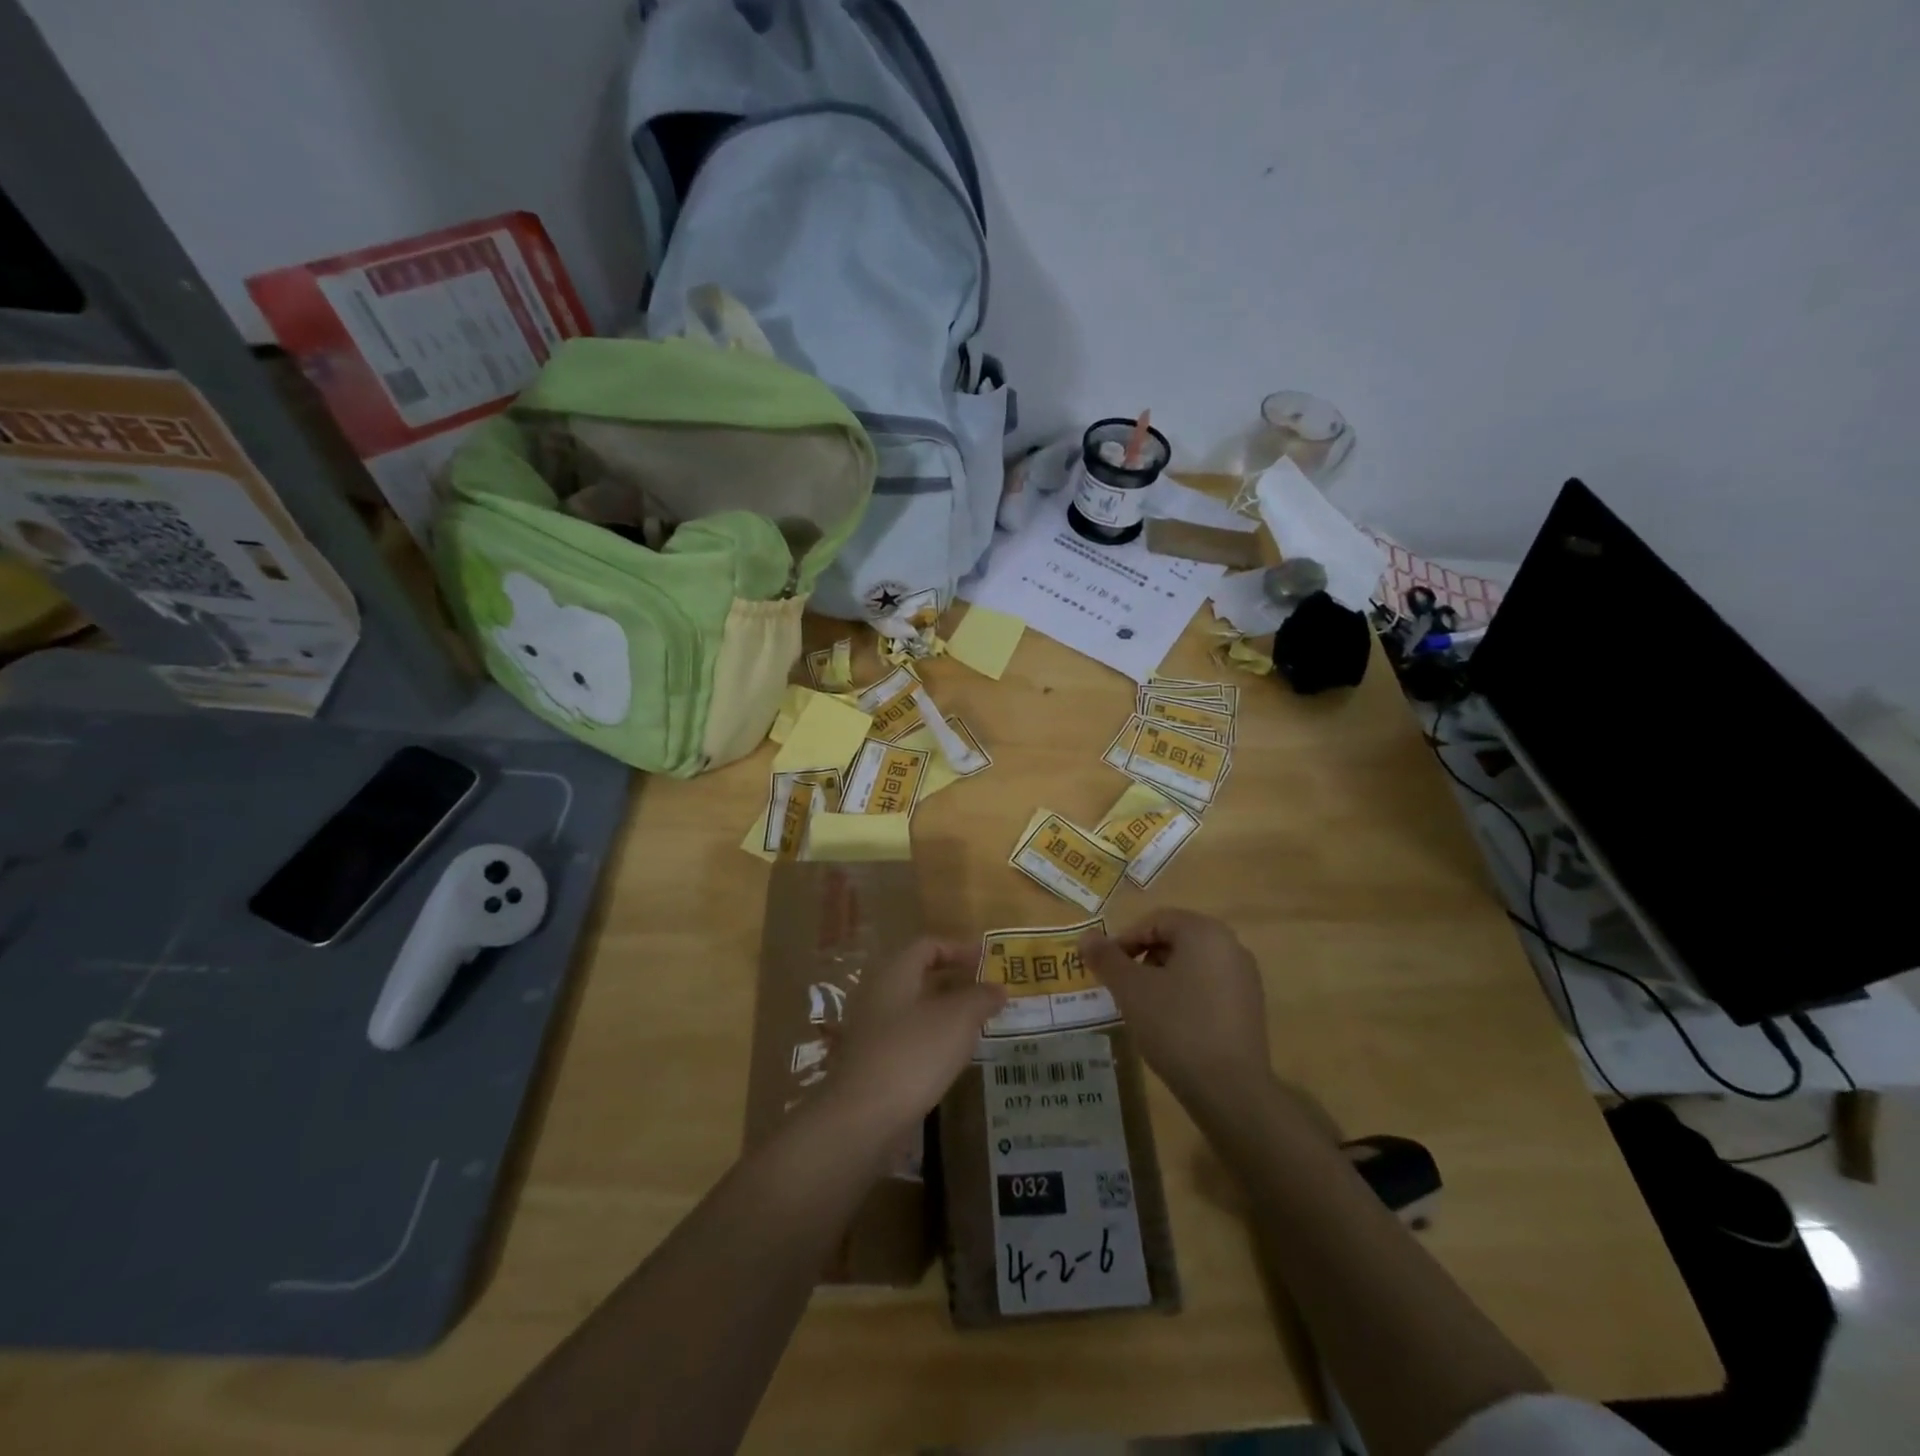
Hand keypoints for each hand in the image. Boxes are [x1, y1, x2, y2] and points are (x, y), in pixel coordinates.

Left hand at [816, 937, 1005, 1144]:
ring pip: (914, 1009)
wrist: (863, 1117)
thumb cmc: (914, 1054)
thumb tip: (998, 988)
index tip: (987, 963)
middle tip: (987, 994)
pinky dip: (932, 1039)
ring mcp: (871, 1029)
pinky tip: (952, 1058)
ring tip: (977, 1026)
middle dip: (955, 982)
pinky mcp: (872, 1062)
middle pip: (920, 976)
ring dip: (946, 1012)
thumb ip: (981, 998)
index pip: (928, 945)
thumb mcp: (959, 1019)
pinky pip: (907, 1038)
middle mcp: (878, 993)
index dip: (959, 949)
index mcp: (895, 972)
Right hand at [1079, 910, 1271, 1108]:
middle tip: (1124, 988)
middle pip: (1175, 940)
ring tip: (1145, 1009)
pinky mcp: (1251, 1008)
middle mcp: (1230, 945)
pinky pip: (1209, 987)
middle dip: (1144, 960)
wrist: (1230, 1090)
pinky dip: (1186, 996)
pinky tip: (1173, 1026)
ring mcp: (1245, 978)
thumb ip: (1106, 958)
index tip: (1107, 969)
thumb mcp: (1131, 989)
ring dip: (1163, 978)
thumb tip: (1085, 937)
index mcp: (1204, 932)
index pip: (1155, 921)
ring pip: (1192, 965)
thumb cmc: (1176, 1026)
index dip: (1125, 941)